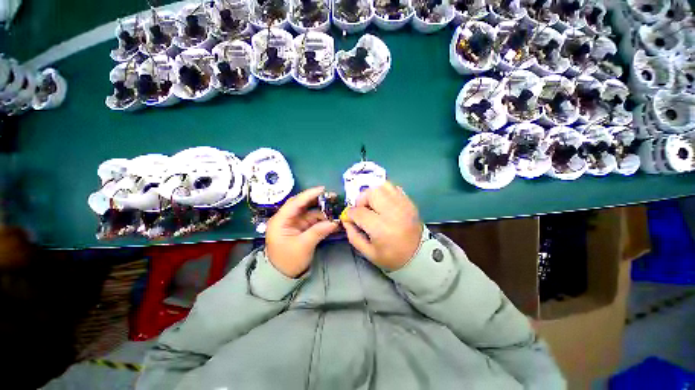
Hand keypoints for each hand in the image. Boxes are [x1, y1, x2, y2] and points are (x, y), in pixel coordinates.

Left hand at [265, 187, 339, 277]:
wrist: (282, 276)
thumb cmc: (288, 261)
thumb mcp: (303, 246)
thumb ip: (319, 231)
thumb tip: (335, 222)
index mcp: (280, 221)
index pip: (295, 203)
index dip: (309, 195)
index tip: (323, 189)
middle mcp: (286, 218)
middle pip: (302, 204)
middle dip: (317, 200)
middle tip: (332, 196)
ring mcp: (294, 223)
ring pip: (309, 211)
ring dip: (321, 210)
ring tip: (335, 208)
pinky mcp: (300, 228)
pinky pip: (312, 220)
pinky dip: (321, 219)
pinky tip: (331, 218)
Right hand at [342, 181, 422, 270]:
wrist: (419, 256)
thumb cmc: (392, 257)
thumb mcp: (368, 253)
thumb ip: (353, 235)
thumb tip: (346, 219)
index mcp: (381, 228)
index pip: (359, 212)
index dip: (351, 214)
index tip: (350, 218)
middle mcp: (393, 212)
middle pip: (371, 193)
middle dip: (361, 199)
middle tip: (362, 210)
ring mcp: (403, 205)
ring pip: (382, 186)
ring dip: (373, 194)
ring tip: (373, 205)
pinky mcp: (409, 202)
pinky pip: (393, 188)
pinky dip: (385, 193)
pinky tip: (384, 204)